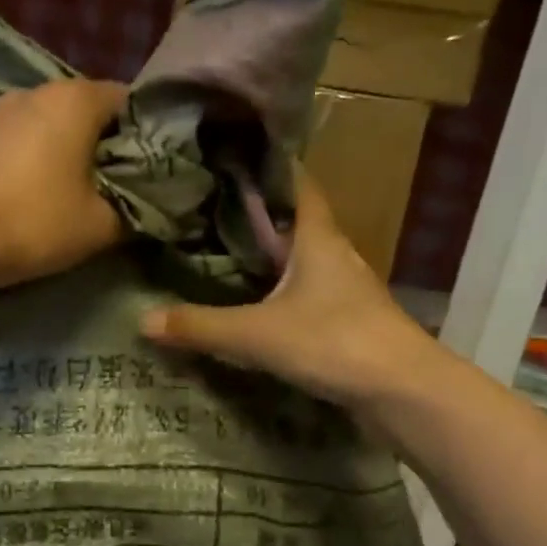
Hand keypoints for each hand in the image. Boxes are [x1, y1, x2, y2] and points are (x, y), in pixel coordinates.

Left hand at [0, 79, 126, 295]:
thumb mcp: (100, 227)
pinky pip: (12, 141)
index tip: (143, 170)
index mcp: (74, 99)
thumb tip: (144, 205)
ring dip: (60, 151)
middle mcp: (33, 90)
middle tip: (108, 188)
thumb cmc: (34, 223)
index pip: (126, 100)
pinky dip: (26, 160)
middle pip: (83, 110)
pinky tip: (22, 195)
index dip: (141, 134)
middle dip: (99, 144)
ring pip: (44, 125)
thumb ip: (133, 210)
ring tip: (63, 193)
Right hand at [140, 173, 442, 408]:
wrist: (403, 391)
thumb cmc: (334, 342)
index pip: (296, 183)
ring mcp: (346, 290)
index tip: (234, 155)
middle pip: (297, 221)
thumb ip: (200, 326)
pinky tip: (258, 306)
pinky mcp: (350, 322)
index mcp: (318, 237)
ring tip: (226, 253)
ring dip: (272, 256)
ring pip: (303, 260)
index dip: (270, 165)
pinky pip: (308, 294)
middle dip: (259, 213)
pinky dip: (282, 292)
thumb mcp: (257, 334)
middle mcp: (335, 254)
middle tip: (212, 207)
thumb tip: (143, 319)